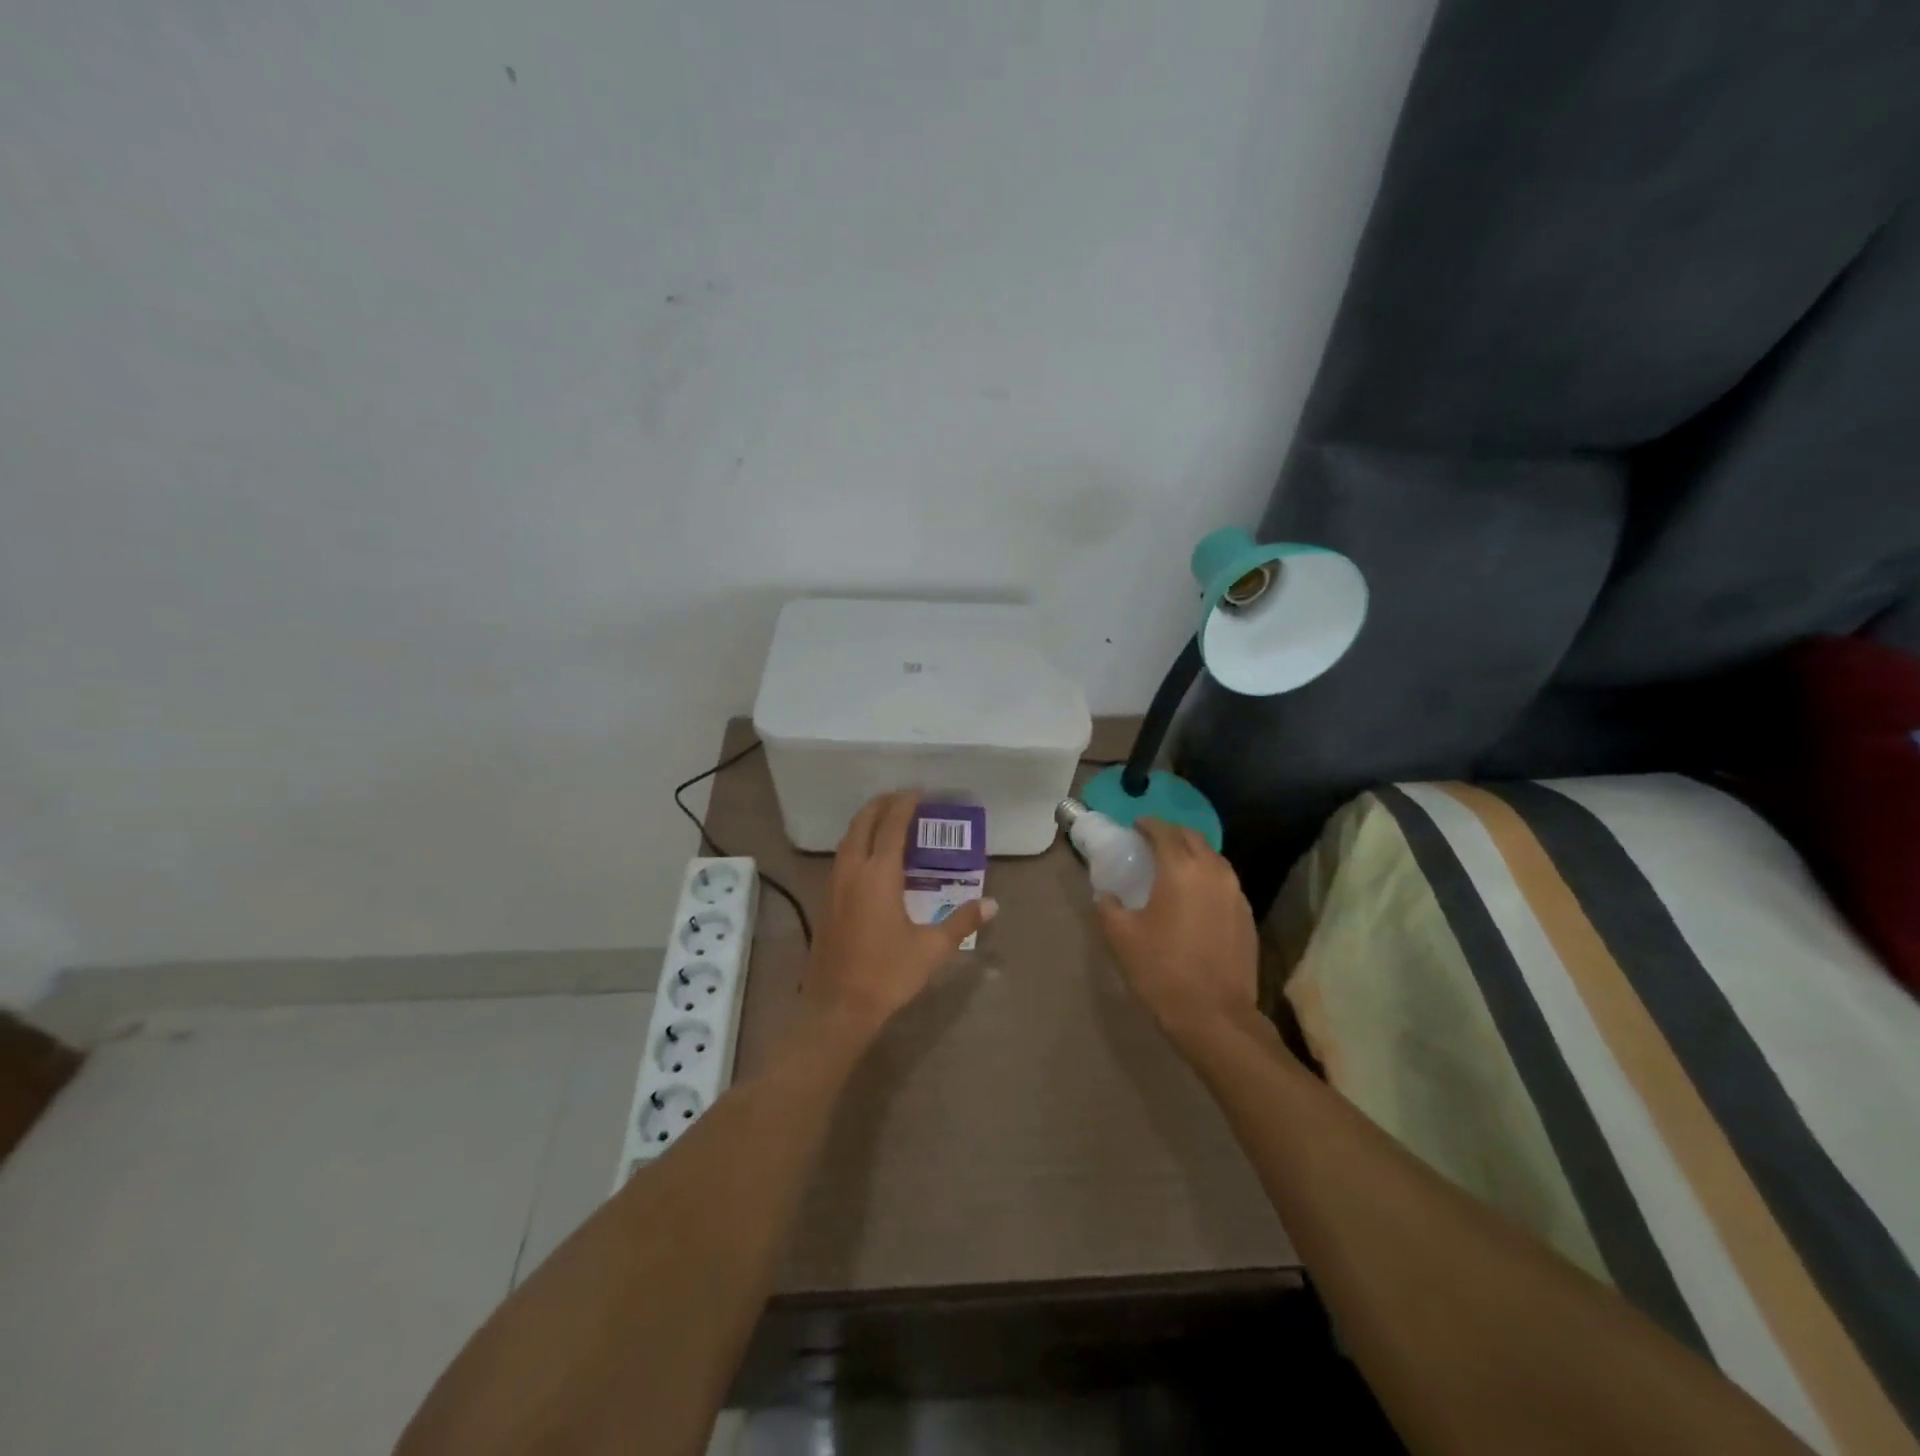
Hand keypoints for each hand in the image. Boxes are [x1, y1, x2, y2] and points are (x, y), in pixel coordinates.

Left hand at [803, 792, 997, 1036]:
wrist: (837, 1007)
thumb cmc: (887, 974)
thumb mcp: (931, 948)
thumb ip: (961, 921)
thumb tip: (992, 904)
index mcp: (878, 875)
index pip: (892, 826)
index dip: (905, 805)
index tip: (919, 793)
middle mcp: (852, 871)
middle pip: (863, 823)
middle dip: (881, 805)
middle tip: (903, 799)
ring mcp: (834, 885)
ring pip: (848, 839)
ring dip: (866, 823)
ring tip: (887, 821)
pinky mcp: (826, 901)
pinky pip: (842, 857)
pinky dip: (857, 843)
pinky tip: (870, 858)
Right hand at [1094, 818, 1259, 1041]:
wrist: (1215, 1017)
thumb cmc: (1162, 970)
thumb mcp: (1121, 937)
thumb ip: (1108, 907)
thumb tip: (1105, 895)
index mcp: (1180, 869)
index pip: (1164, 831)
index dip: (1147, 825)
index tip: (1134, 828)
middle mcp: (1213, 872)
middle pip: (1193, 838)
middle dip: (1171, 835)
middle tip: (1151, 845)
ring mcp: (1236, 894)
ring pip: (1213, 859)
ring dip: (1192, 855)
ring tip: (1173, 869)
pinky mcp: (1247, 916)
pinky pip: (1225, 883)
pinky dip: (1207, 879)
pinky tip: (1194, 899)